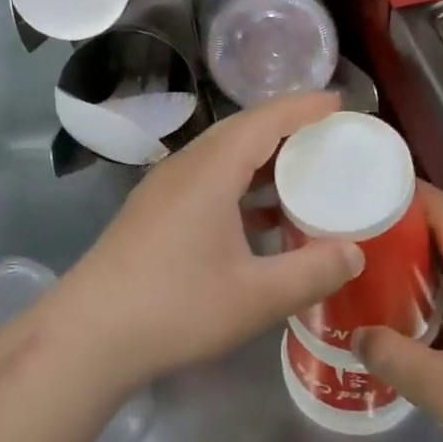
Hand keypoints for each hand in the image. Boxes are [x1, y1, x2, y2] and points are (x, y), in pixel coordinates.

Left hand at [56, 92, 363, 390]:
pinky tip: (259, 220)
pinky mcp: (153, 212)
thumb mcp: (255, 297)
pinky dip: (240, 186)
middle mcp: (185, 167)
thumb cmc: (175, 308)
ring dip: (262, 160)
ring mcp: (163, 189)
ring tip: (302, 177)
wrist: (88, 336)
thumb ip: (311, 272)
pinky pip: (206, 180)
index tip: (340, 104)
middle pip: (241, 131)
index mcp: (210, 170)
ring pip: (221, 156)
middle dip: (286, 128)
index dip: (304, 107)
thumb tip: (354, 252)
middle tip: (328, 138)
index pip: (264, 120)